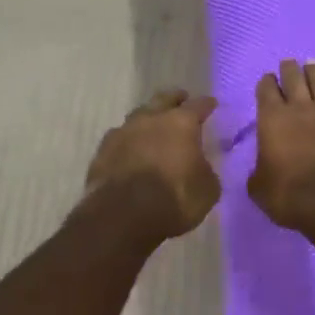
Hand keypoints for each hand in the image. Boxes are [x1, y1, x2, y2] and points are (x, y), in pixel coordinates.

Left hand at [83, 88, 220, 240]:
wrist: (122, 215)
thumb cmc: (174, 200)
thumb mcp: (207, 190)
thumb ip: (205, 170)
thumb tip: (199, 166)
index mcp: (181, 124)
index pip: (198, 105)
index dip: (206, 104)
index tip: (211, 104)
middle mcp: (150, 119)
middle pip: (163, 99)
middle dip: (174, 99)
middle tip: (181, 100)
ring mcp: (123, 132)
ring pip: (138, 116)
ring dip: (148, 119)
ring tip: (153, 126)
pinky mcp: (102, 151)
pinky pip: (119, 138)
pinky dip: (128, 141)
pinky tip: (129, 150)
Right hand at [248, 59, 314, 229]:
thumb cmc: (286, 194)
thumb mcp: (258, 185)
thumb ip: (259, 168)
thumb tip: (264, 167)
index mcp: (271, 118)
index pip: (266, 89)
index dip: (266, 82)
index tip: (268, 80)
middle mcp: (300, 108)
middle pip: (294, 77)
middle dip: (289, 68)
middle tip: (289, 64)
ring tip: (312, 64)